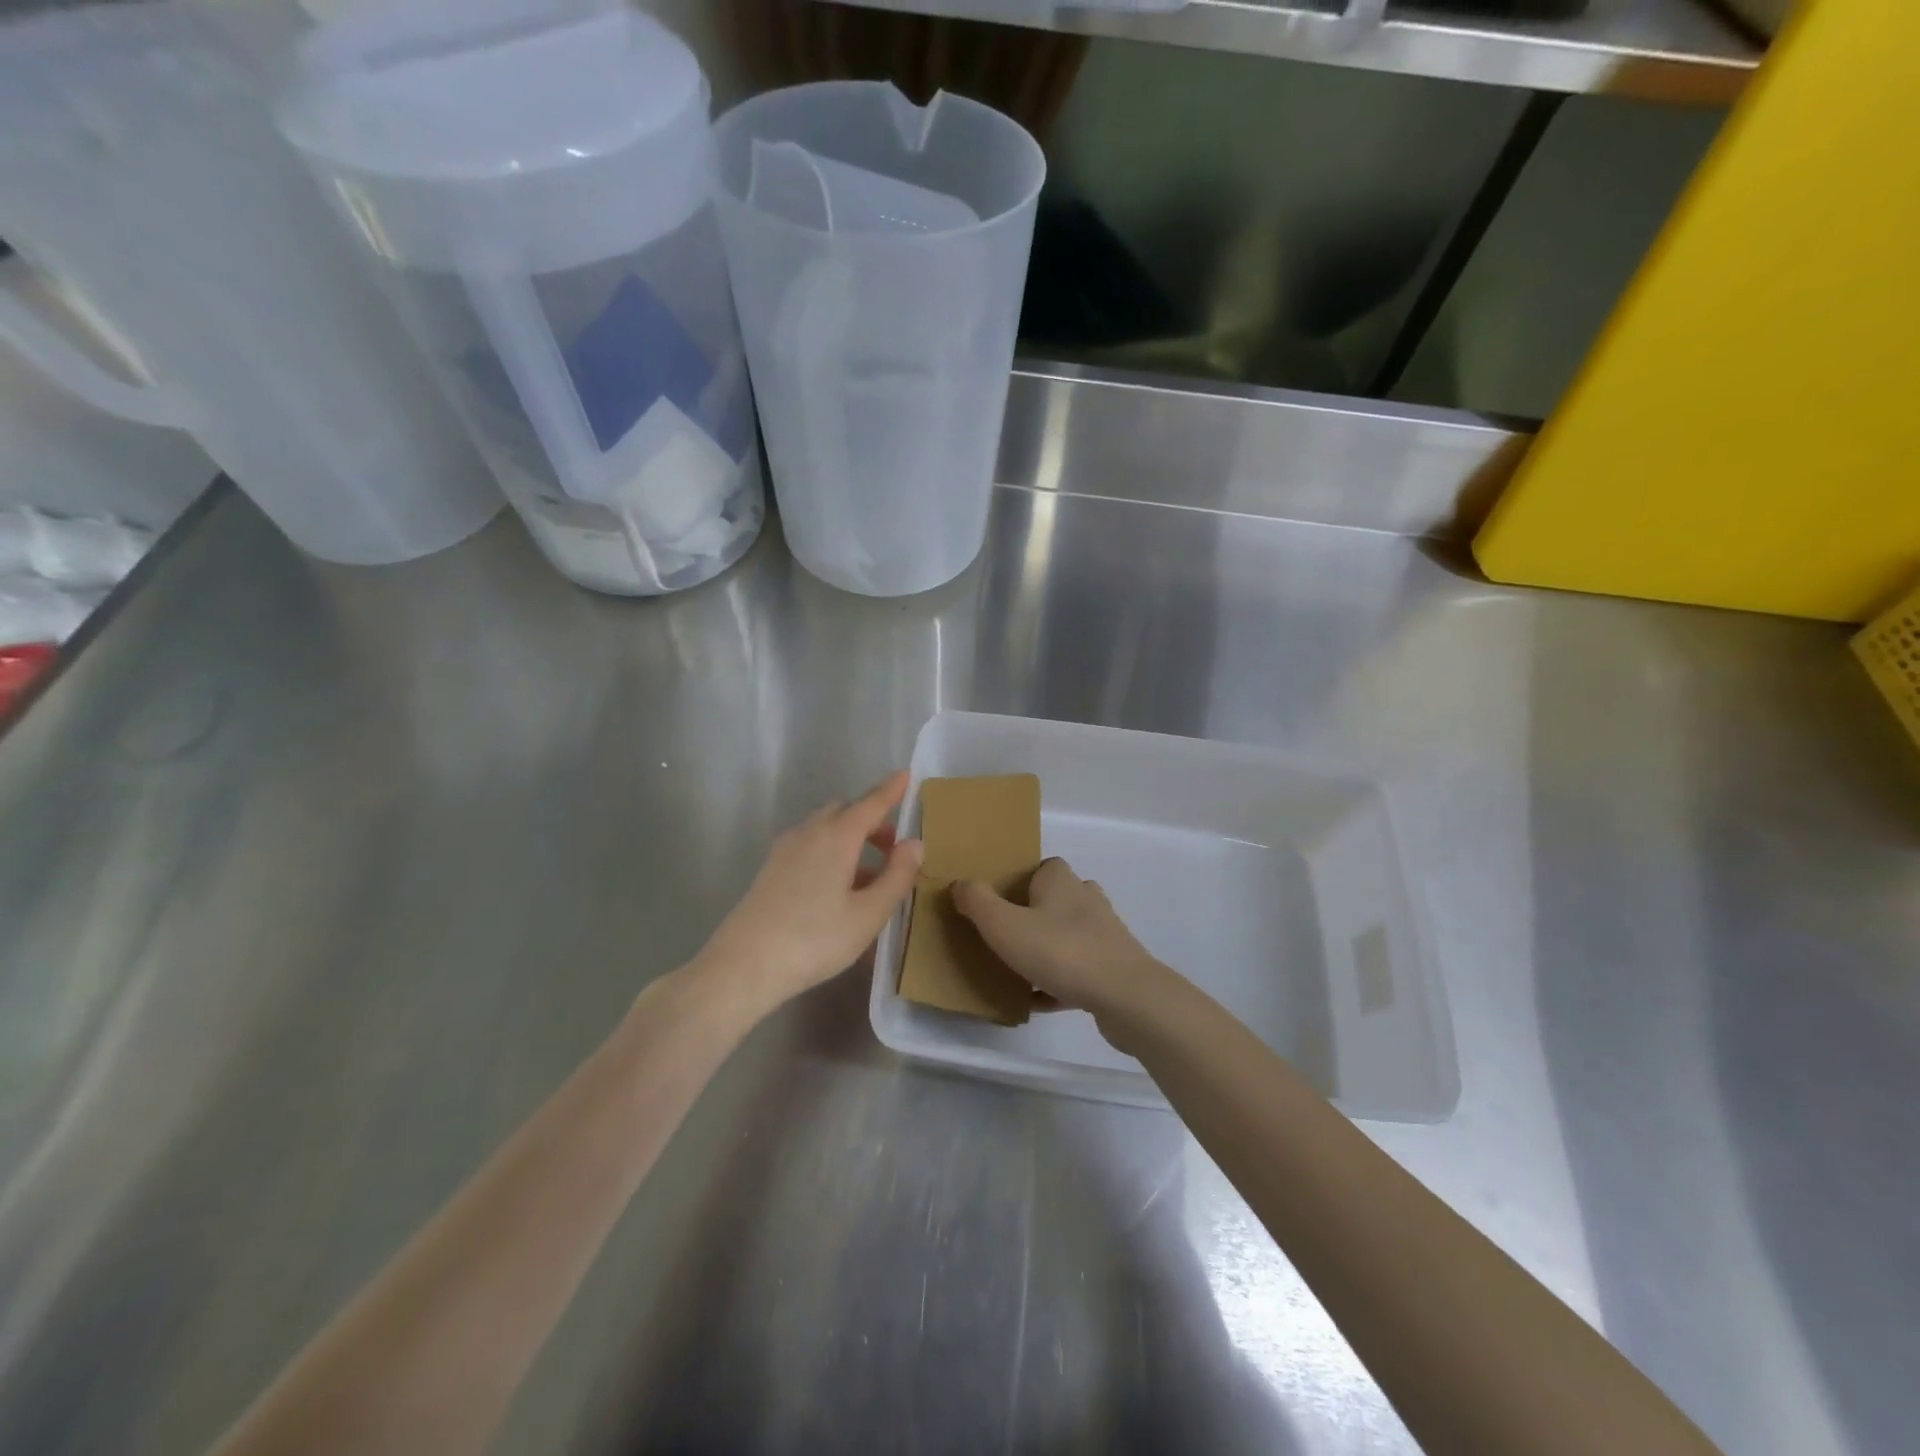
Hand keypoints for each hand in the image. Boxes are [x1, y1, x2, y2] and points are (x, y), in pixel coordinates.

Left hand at [692, 772, 922, 1019]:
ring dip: (851, 841)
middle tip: (893, 849)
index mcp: (836, 836)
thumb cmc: (814, 939)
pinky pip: (810, 848)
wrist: (744, 966)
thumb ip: (896, 876)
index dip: (891, 790)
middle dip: (871, 821)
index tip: (906, 775)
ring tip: (871, 879)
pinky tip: (839, 892)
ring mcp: (785, 850)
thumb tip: (914, 843)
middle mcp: (809, 833)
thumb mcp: (868, 914)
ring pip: (825, 830)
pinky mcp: (771, 870)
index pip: (870, 803)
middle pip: (845, 812)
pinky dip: (831, 855)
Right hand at [953, 858, 1179, 1040]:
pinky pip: (1078, 970)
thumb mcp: (1004, 925)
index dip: (1020, 880)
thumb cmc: (1060, 951)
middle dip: (1032, 915)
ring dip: (1046, 949)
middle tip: (1004, 935)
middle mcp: (1086, 899)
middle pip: (1055, 900)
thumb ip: (977, 902)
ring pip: (1067, 935)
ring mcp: (1104, 934)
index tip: (998, 901)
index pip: (1042, 867)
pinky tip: (1037, 1000)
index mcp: (1061, 881)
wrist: (1125, 996)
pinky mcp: (1113, 967)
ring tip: (1017, 968)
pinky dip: (1058, 981)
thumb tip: (960, 883)